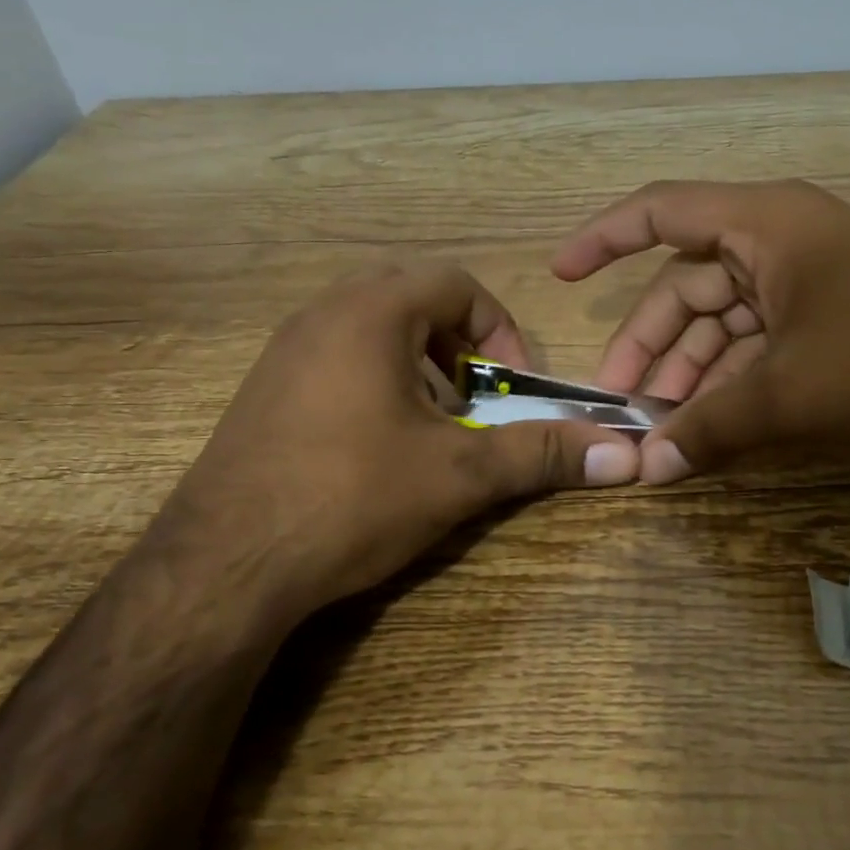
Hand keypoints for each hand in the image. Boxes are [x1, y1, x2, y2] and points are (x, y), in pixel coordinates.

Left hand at [156, 261, 641, 617]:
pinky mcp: (264, 389)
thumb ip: (541, 453)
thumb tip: (626, 456)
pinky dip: (376, 380)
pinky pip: (336, 356)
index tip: (510, 385)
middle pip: (412, 297)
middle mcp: (321, 315)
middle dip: (459, 344)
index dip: (499, 327)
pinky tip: (379, 446)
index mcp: (369, 313)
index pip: (455, 282)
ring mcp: (284, 351)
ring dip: (417, 362)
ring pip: (371, 326)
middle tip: (474, 398)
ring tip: (432, 424)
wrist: (222, 567)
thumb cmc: (350, 499)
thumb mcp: (458, 475)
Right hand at [552, 180, 849, 482]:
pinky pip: (761, 345)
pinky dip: (735, 383)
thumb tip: (646, 469)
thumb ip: (709, 429)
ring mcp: (810, 283)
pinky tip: (715, 428)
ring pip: (726, 322)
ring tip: (668, 428)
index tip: (560, 275)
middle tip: (625, 402)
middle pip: (689, 285)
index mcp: (764, 224)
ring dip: (694, 372)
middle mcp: (780, 241)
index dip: (603, 239)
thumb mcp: (789, 393)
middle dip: (653, 344)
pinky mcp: (833, 322)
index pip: (660, 212)